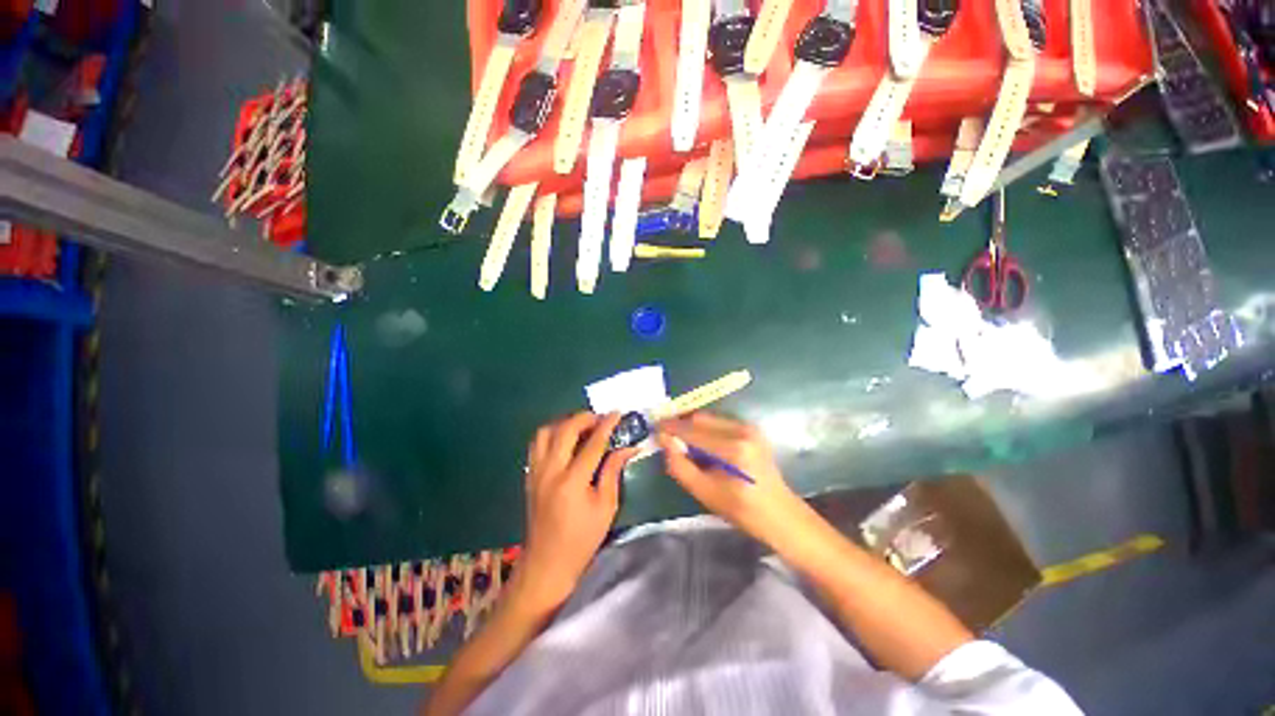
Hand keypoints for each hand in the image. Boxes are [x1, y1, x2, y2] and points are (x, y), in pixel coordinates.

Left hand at [516, 412, 637, 609]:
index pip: (592, 443)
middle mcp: (550, 471)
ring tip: (581, 427)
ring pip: (545, 432)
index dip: (606, 425)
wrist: (547, 562)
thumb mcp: (606, 507)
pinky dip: (552, 434)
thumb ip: (613, 472)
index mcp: (572, 481)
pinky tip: (564, 440)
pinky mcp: (529, 475)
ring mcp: (536, 472)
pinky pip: (537, 444)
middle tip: (600, 419)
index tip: (617, 413)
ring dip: (564, 423)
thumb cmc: (582, 538)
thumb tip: (627, 448)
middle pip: (565, 430)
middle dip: (584, 418)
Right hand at [658, 412, 805, 547]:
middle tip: (667, 438)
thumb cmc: (742, 510)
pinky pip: (720, 422)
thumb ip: (680, 465)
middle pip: (700, 417)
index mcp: (732, 449)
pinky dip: (706, 430)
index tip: (655, 428)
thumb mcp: (704, 493)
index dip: (670, 427)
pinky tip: (704, 446)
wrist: (781, 514)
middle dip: (681, 425)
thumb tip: (664, 440)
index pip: (692, 429)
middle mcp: (742, 430)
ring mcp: (749, 427)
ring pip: (709, 418)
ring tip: (685, 445)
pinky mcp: (752, 429)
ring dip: (693, 427)